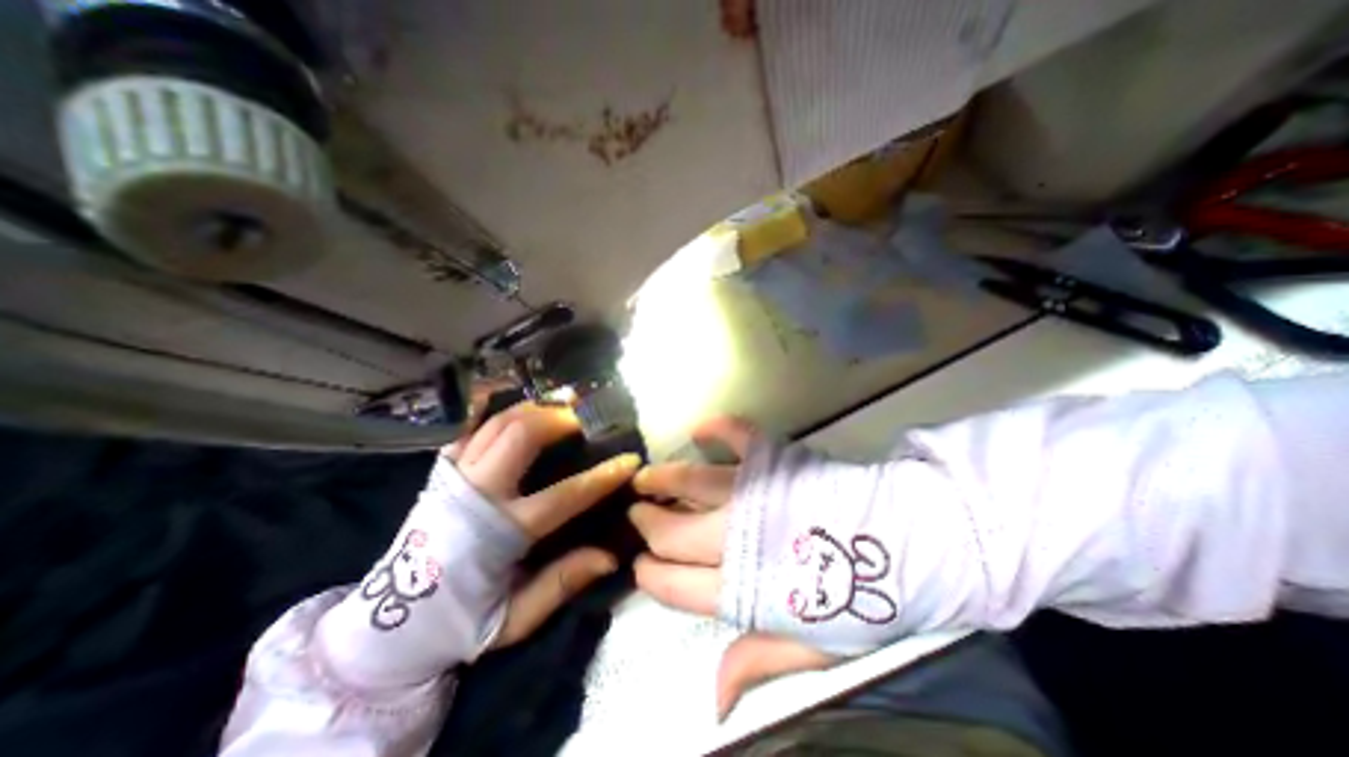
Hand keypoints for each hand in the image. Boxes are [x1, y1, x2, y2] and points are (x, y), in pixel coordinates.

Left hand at [450, 404, 638, 649]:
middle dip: (559, 420)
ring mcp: (455, 477)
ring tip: (561, 403)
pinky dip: (490, 407)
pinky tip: (513, 396)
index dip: (603, 476)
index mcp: (498, 534)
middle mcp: (477, 495)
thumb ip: (561, 584)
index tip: (629, 461)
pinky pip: (467, 427)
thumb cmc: (460, 624)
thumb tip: (610, 555)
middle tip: (584, 419)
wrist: (387, 626)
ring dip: (534, 408)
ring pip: (497, 423)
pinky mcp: (441, 471)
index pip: (564, 495)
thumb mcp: (515, 619)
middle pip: (522, 436)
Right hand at [631, 418, 839, 718]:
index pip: (675, 584)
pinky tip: (701, 429)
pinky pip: (739, 437)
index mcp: (743, 588)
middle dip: (648, 523)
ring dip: (663, 479)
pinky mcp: (773, 459)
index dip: (651, 575)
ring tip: (645, 477)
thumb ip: (759, 661)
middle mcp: (736, 537)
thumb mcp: (814, 648)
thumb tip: (714, 700)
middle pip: (673, 530)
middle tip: (638, 514)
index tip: (641, 566)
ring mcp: (753, 493)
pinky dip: (719, 429)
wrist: (909, 544)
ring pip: (691, 483)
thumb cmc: (861, 599)